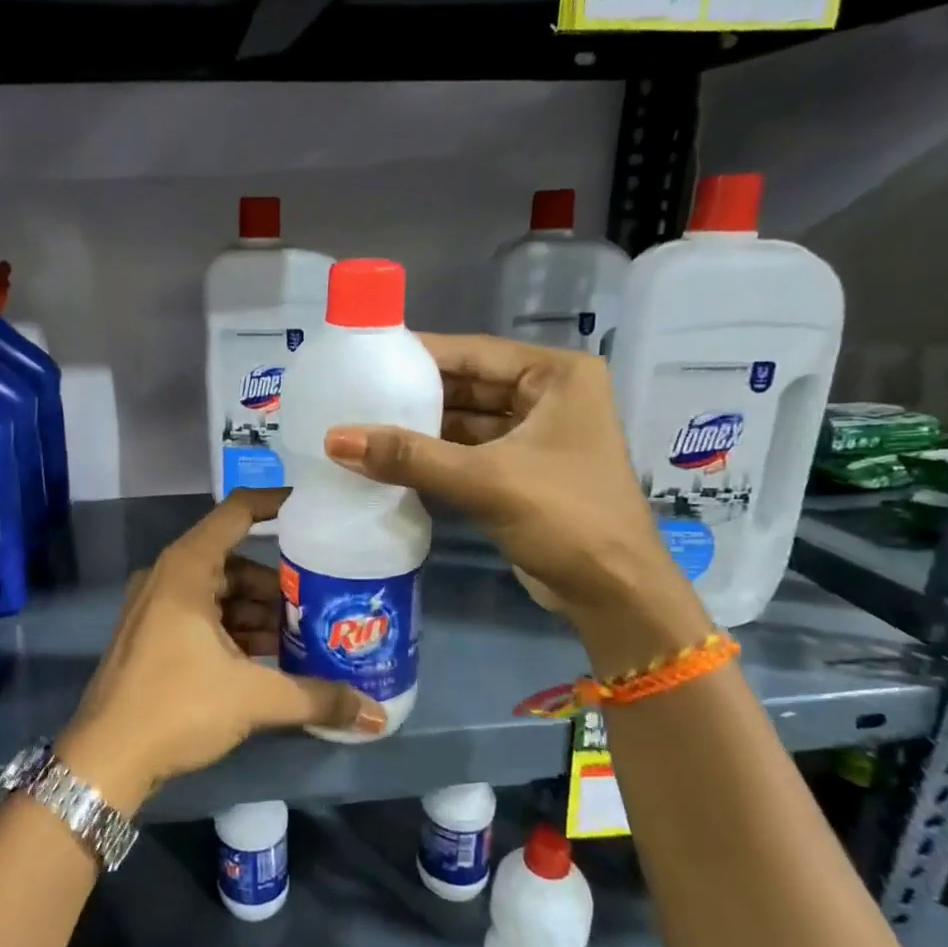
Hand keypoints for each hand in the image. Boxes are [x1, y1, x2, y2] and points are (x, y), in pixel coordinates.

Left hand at [55, 488, 384, 812]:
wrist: (105, 759)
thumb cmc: (177, 707)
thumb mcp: (253, 697)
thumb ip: (317, 698)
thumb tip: (376, 714)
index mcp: (187, 568)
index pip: (238, 512)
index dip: (277, 504)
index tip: (316, 511)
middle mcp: (169, 576)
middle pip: (235, 562)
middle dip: (279, 584)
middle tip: (321, 603)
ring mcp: (156, 607)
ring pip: (221, 594)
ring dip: (260, 613)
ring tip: (302, 638)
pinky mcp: (153, 635)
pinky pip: (204, 617)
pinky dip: (236, 631)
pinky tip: (268, 659)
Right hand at [322, 334, 709, 668]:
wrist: (613, 594)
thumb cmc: (566, 518)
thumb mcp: (485, 480)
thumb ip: (409, 456)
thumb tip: (333, 439)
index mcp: (557, 376)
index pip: (474, 352)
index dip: (418, 354)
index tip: (363, 355)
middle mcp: (548, 396)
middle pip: (467, 385)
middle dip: (415, 393)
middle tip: (353, 392)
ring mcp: (535, 436)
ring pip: (465, 421)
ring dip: (420, 428)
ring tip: (361, 423)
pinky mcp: (520, 472)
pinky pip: (468, 452)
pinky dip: (434, 456)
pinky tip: (389, 458)